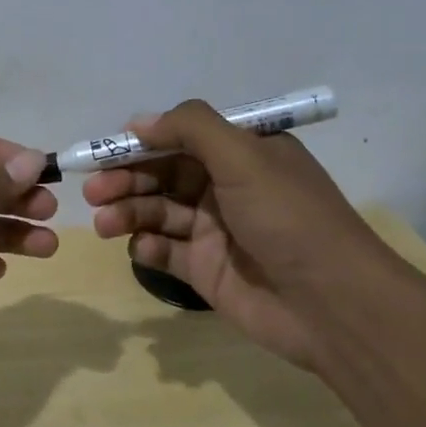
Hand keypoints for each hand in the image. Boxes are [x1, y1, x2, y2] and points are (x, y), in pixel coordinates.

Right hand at [83, 100, 396, 369]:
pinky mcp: (206, 270)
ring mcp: (215, 231)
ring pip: (158, 212)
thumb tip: (139, 122)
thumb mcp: (244, 156)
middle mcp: (226, 187)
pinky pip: (166, 251)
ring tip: (105, 222)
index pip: (180, 138)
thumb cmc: (288, 218)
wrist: (332, 304)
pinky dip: (148, 247)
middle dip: (126, 179)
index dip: (141, 142)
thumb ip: (190, 128)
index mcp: (243, 154)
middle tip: (94, 192)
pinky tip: (142, 248)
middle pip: (162, 175)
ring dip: (128, 212)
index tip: (103, 150)